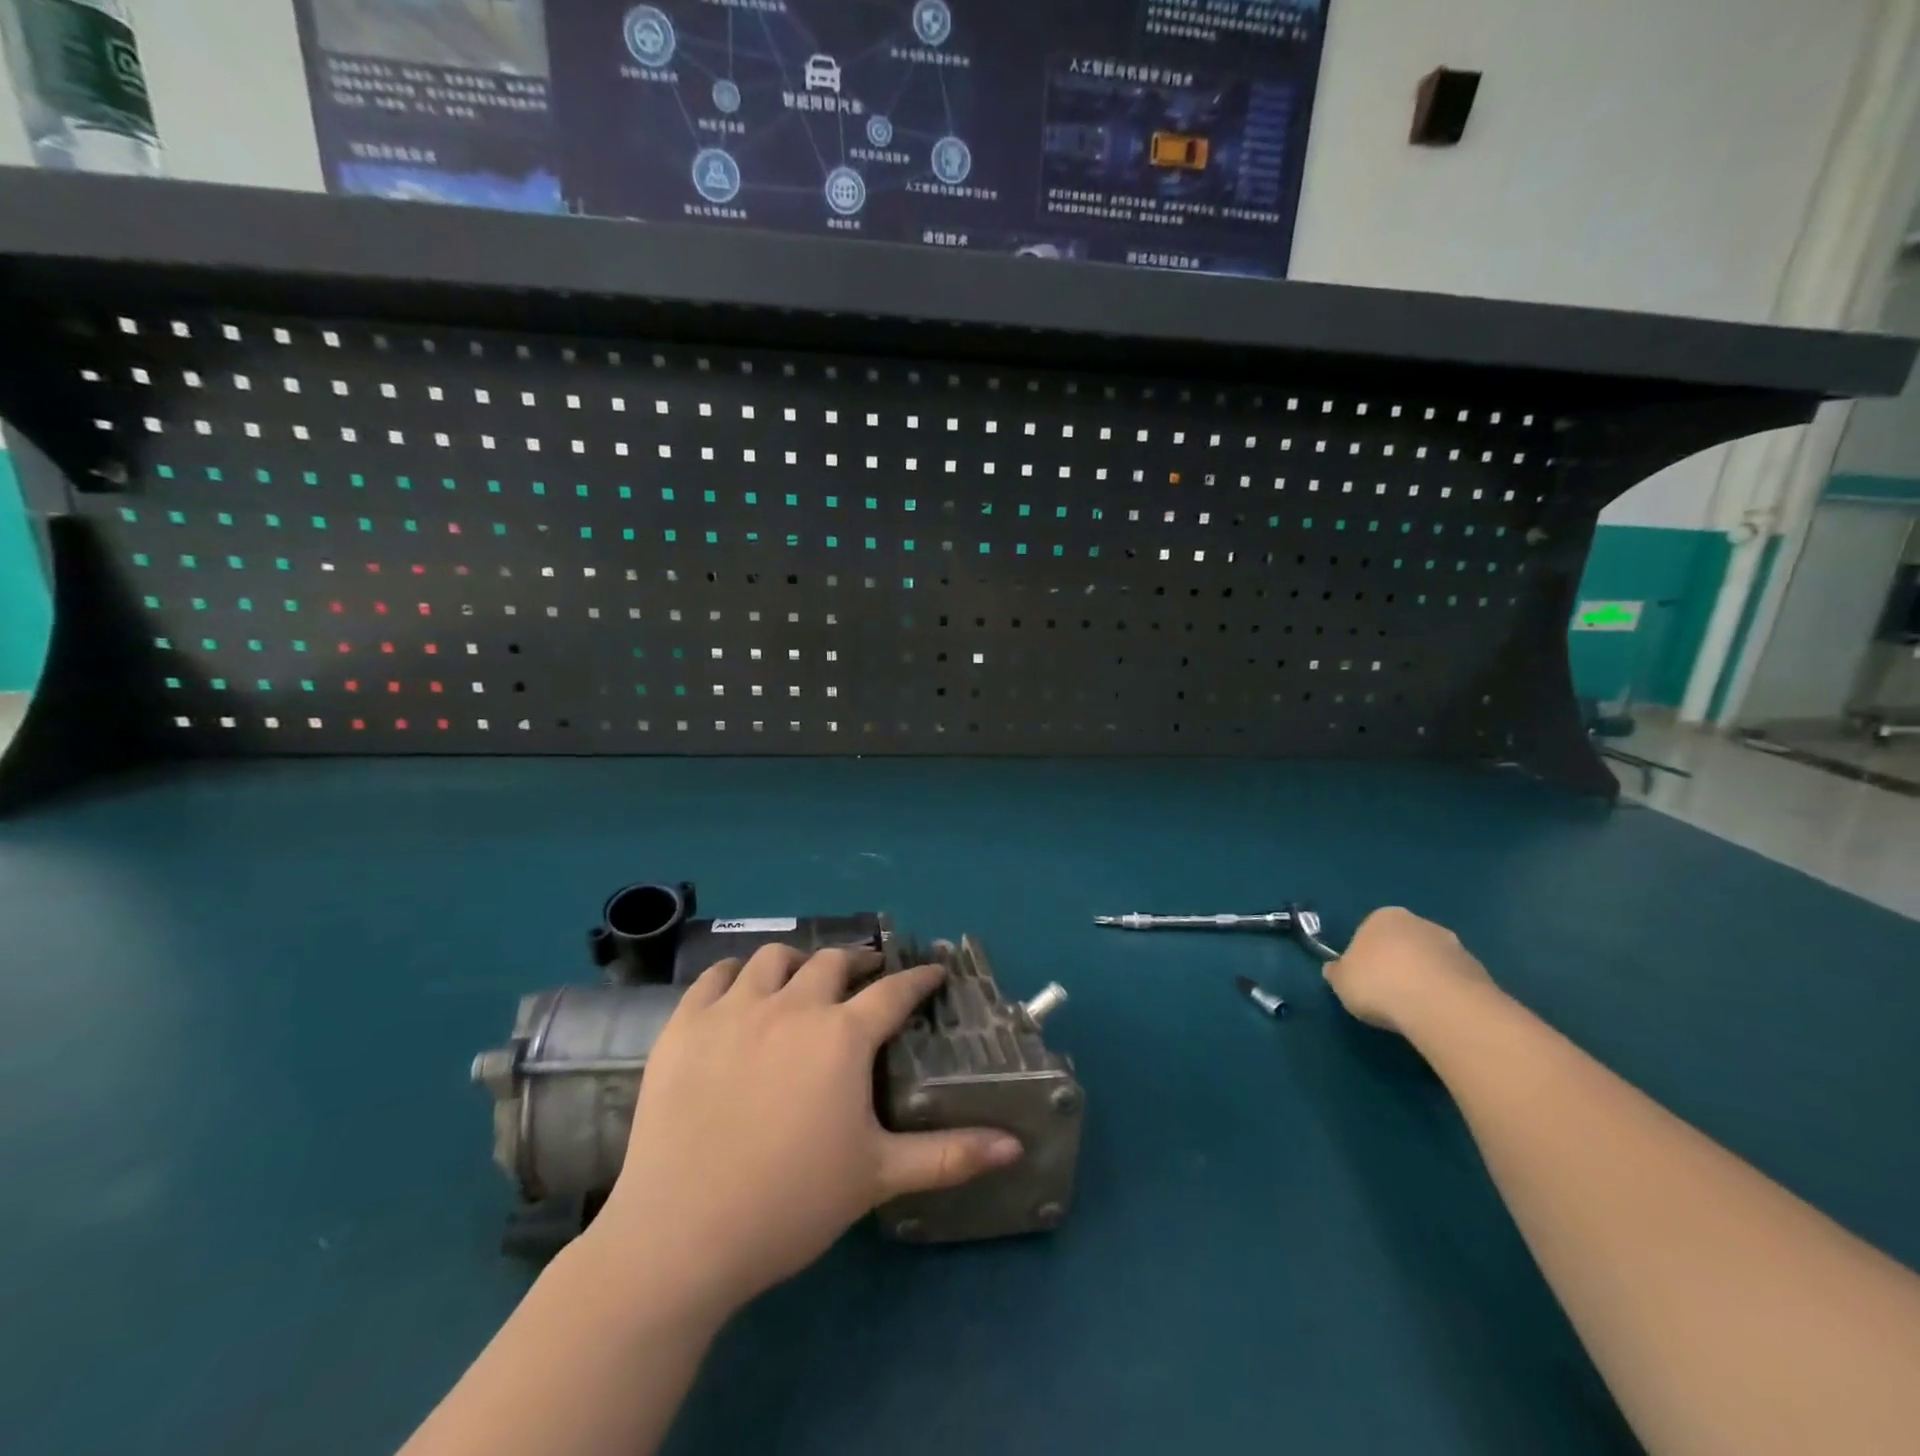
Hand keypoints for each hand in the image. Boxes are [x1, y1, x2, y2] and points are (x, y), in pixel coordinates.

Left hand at [592, 944, 1023, 1316]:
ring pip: (774, 958)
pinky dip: (737, 974)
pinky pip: (716, 976)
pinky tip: (742, 989)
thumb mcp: (878, 1177)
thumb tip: (1014, 1145)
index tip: (933, 971)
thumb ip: (950, 1156)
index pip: (893, 992)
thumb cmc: (790, 1204)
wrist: (681, 1235)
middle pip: (833, 962)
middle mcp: (793, 1006)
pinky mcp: (685, 1025)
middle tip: (867, 976)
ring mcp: (734, 1010)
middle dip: (858, 962)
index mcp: (842, 1037)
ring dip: (798, 961)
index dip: (919, 978)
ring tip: (803, 978)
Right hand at [1323, 906, 1499, 1035]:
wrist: (1440, 1005)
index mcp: (1384, 917)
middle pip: (1404, 944)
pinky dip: (1446, 996)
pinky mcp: (1480, 973)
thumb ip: (1338, 973)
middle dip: (1398, 965)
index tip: (1363, 980)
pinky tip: (1438, 1016)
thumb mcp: (1341, 981)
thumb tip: (1335, 970)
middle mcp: (1421, 923)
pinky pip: (1454, 983)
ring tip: (1415, 1011)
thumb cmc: (1379, 983)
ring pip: (1431, 963)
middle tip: (1388, 995)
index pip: (1369, 932)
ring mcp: (1455, 947)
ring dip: (1424, 980)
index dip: (1364, 957)